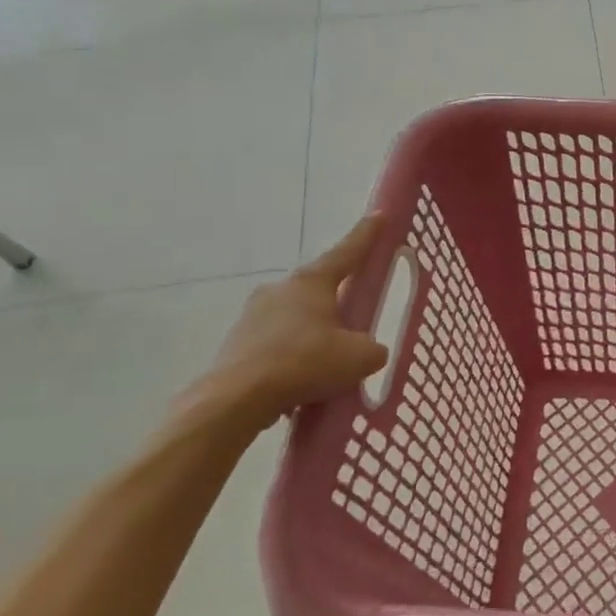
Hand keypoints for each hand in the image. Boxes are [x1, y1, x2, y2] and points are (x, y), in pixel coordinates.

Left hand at [200, 215, 390, 429]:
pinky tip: (301, 383)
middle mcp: (281, 289)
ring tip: (327, 364)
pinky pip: (276, 344)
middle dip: (337, 302)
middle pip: (319, 288)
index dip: (366, 235)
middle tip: (354, 321)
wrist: (236, 398)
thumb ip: (374, 349)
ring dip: (313, 333)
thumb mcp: (359, 358)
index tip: (379, 216)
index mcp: (312, 282)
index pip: (347, 252)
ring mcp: (254, 314)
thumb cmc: (304, 363)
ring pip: (296, 318)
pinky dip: (292, 357)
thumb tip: (371, 351)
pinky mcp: (237, 342)